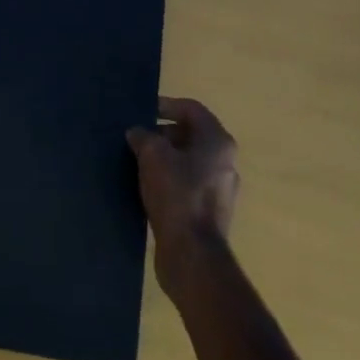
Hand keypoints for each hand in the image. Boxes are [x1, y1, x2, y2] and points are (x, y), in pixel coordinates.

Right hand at [127, 97, 239, 297]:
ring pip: (188, 162)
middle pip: (190, 135)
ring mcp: (219, 189)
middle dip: (161, 134)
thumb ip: (144, 137)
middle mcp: (224, 161)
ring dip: (163, 159)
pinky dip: (168, 180)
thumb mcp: (153, 156)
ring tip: (136, 162)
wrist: (192, 255)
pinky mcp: (209, 212)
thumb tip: (137, 133)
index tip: (142, 112)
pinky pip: (187, 185)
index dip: (166, 105)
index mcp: (217, 141)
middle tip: (135, 139)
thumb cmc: (177, 194)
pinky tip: (146, 188)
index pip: (191, 109)